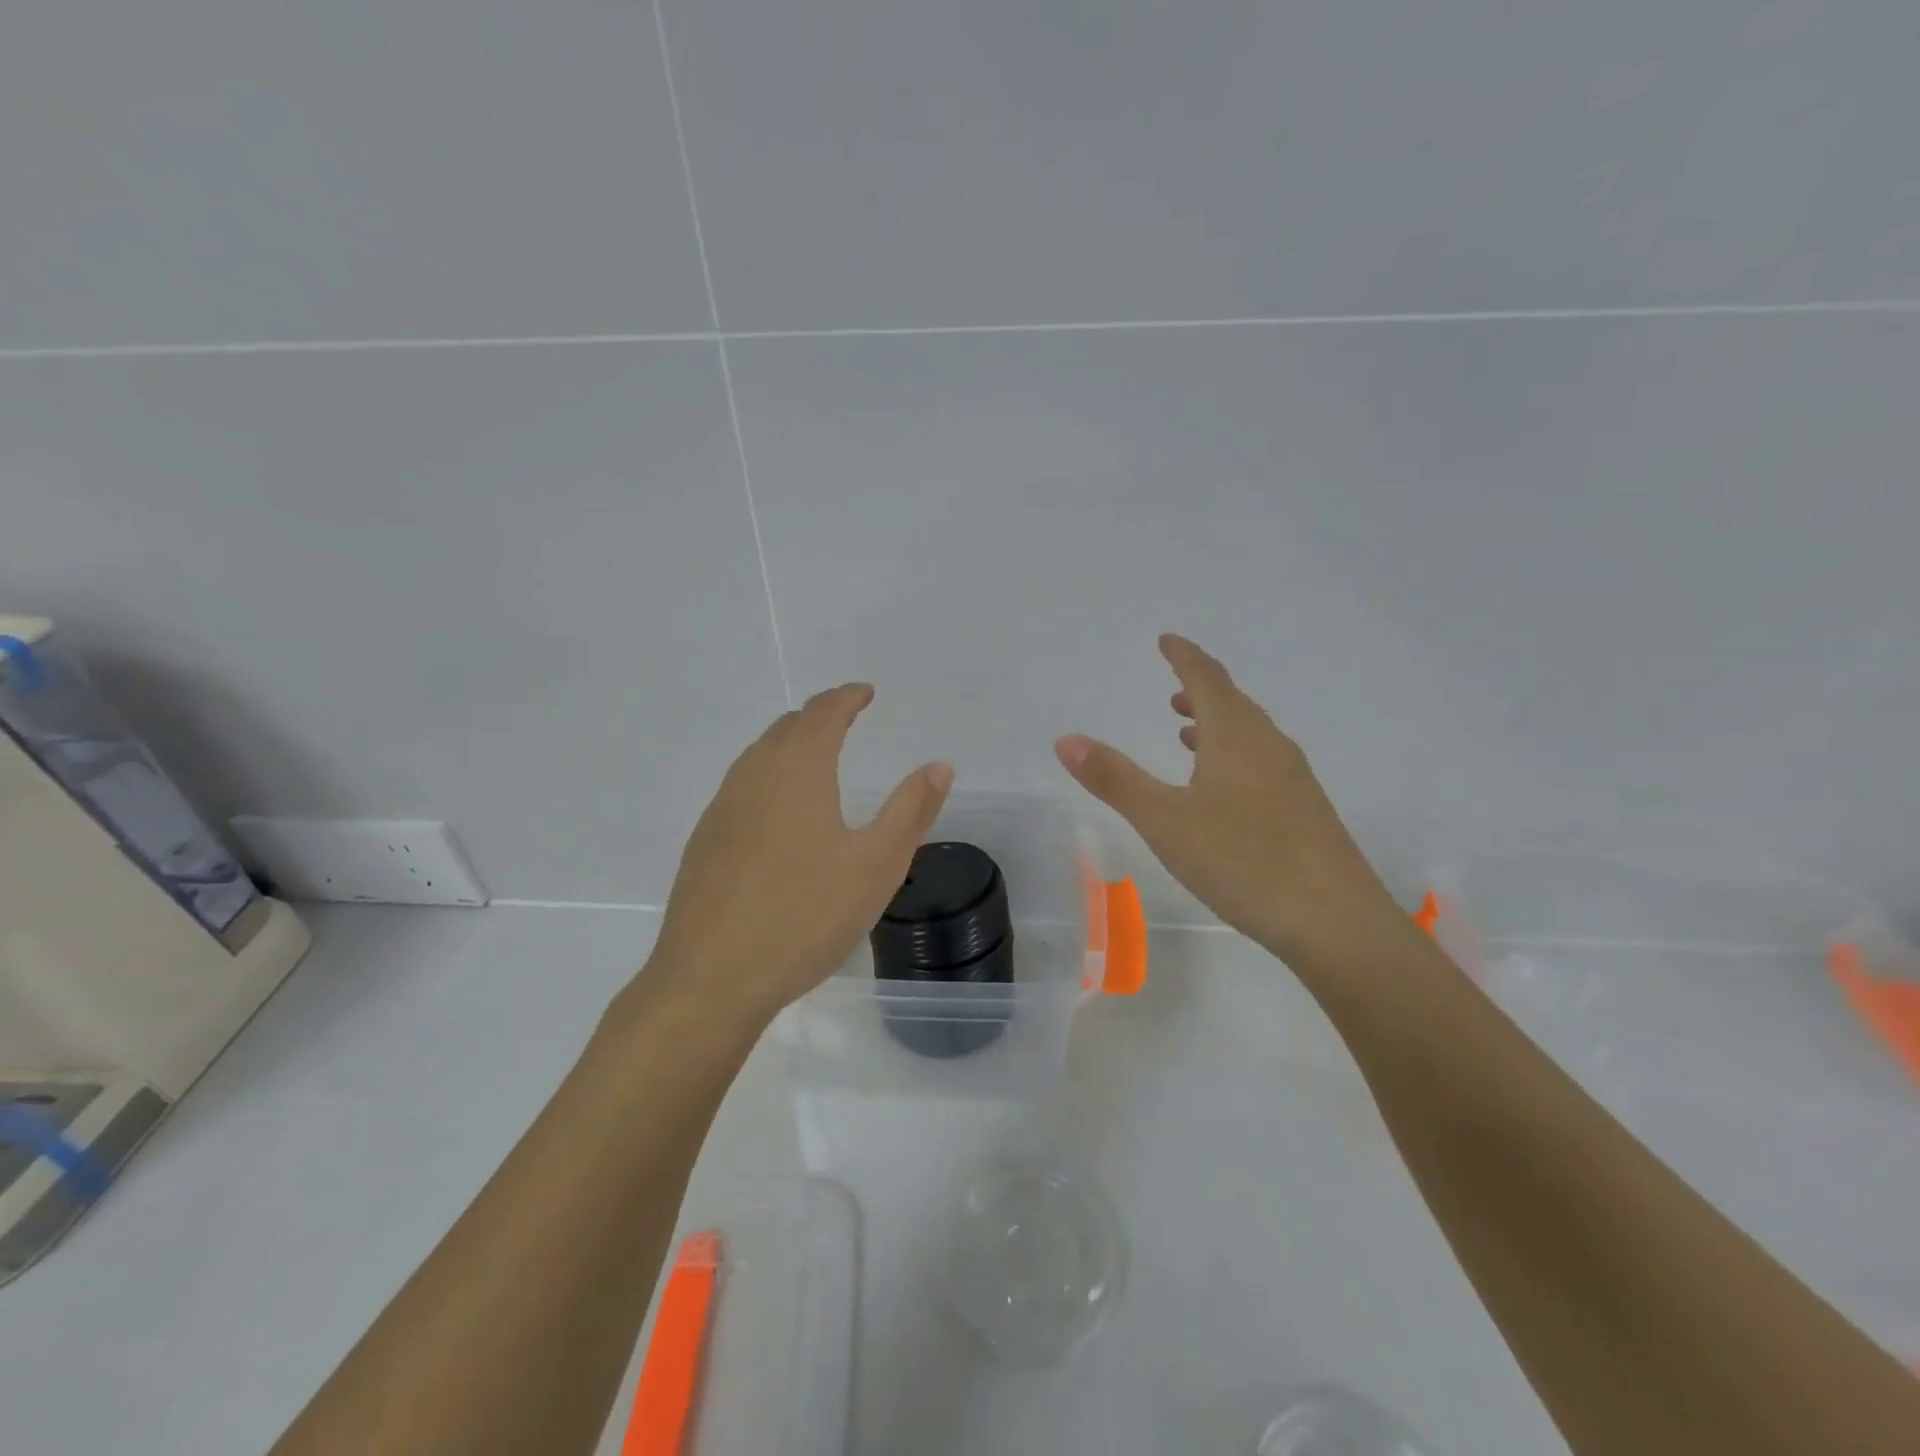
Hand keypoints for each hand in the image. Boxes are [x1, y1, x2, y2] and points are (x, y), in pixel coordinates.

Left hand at [649, 685, 952, 1026]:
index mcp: (797, 772)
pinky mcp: (704, 842)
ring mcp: (721, 809)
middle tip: (846, 719)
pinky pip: (741, 787)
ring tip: (815, 757)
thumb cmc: (804, 917)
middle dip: (819, 717)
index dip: (847, 697)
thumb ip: (911, 810)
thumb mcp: (876, 866)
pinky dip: (768, 776)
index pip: (823, 713)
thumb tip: (940, 764)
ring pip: (758, 756)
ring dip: (790, 744)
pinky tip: (777, 811)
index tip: (866, 692)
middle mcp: (753, 777)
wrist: (709, 980)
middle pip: (787, 728)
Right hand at [1056, 635, 1398, 966]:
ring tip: (1187, 733)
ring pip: (1250, 736)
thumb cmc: (1244, 862)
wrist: (1337, 924)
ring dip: (1217, 725)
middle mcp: (1270, 748)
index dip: (1184, 656)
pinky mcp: (1306, 813)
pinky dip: (1234, 757)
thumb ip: (1115, 779)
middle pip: (1233, 704)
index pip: (1207, 679)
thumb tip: (1066, 739)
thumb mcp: (1165, 821)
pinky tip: (1223, 791)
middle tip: (1173, 687)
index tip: (1166, 640)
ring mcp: (1294, 781)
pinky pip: (1263, 764)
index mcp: (1236, 738)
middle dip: (1200, 690)